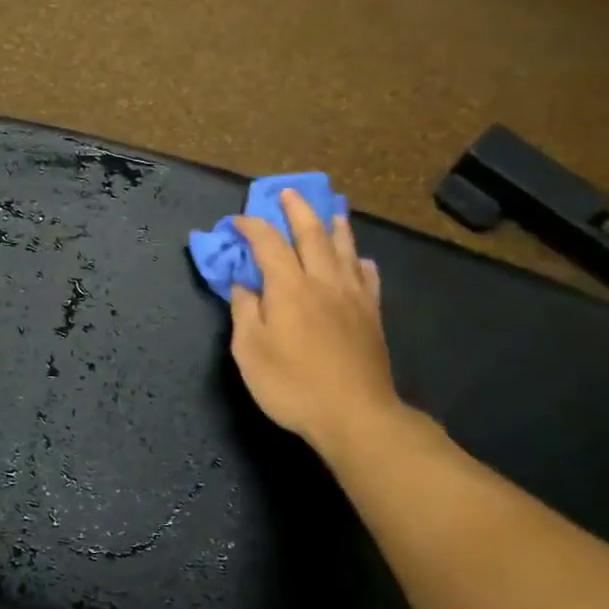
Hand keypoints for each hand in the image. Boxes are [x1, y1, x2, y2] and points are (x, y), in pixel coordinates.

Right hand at [228, 189, 402, 456]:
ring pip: (344, 248)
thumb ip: (245, 312)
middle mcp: (323, 281)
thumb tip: (243, 284)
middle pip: (311, 233)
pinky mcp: (372, 314)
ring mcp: (353, 296)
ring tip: (330, 209)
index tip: (236, 221)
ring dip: (334, 224)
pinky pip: (368, 276)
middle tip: (286, 193)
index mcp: (289, 288)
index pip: (267, 243)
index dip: (251, 227)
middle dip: (296, 209)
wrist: (355, 414)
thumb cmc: (292, 385)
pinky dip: (359, 260)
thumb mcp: (250, 351)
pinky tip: (359, 260)